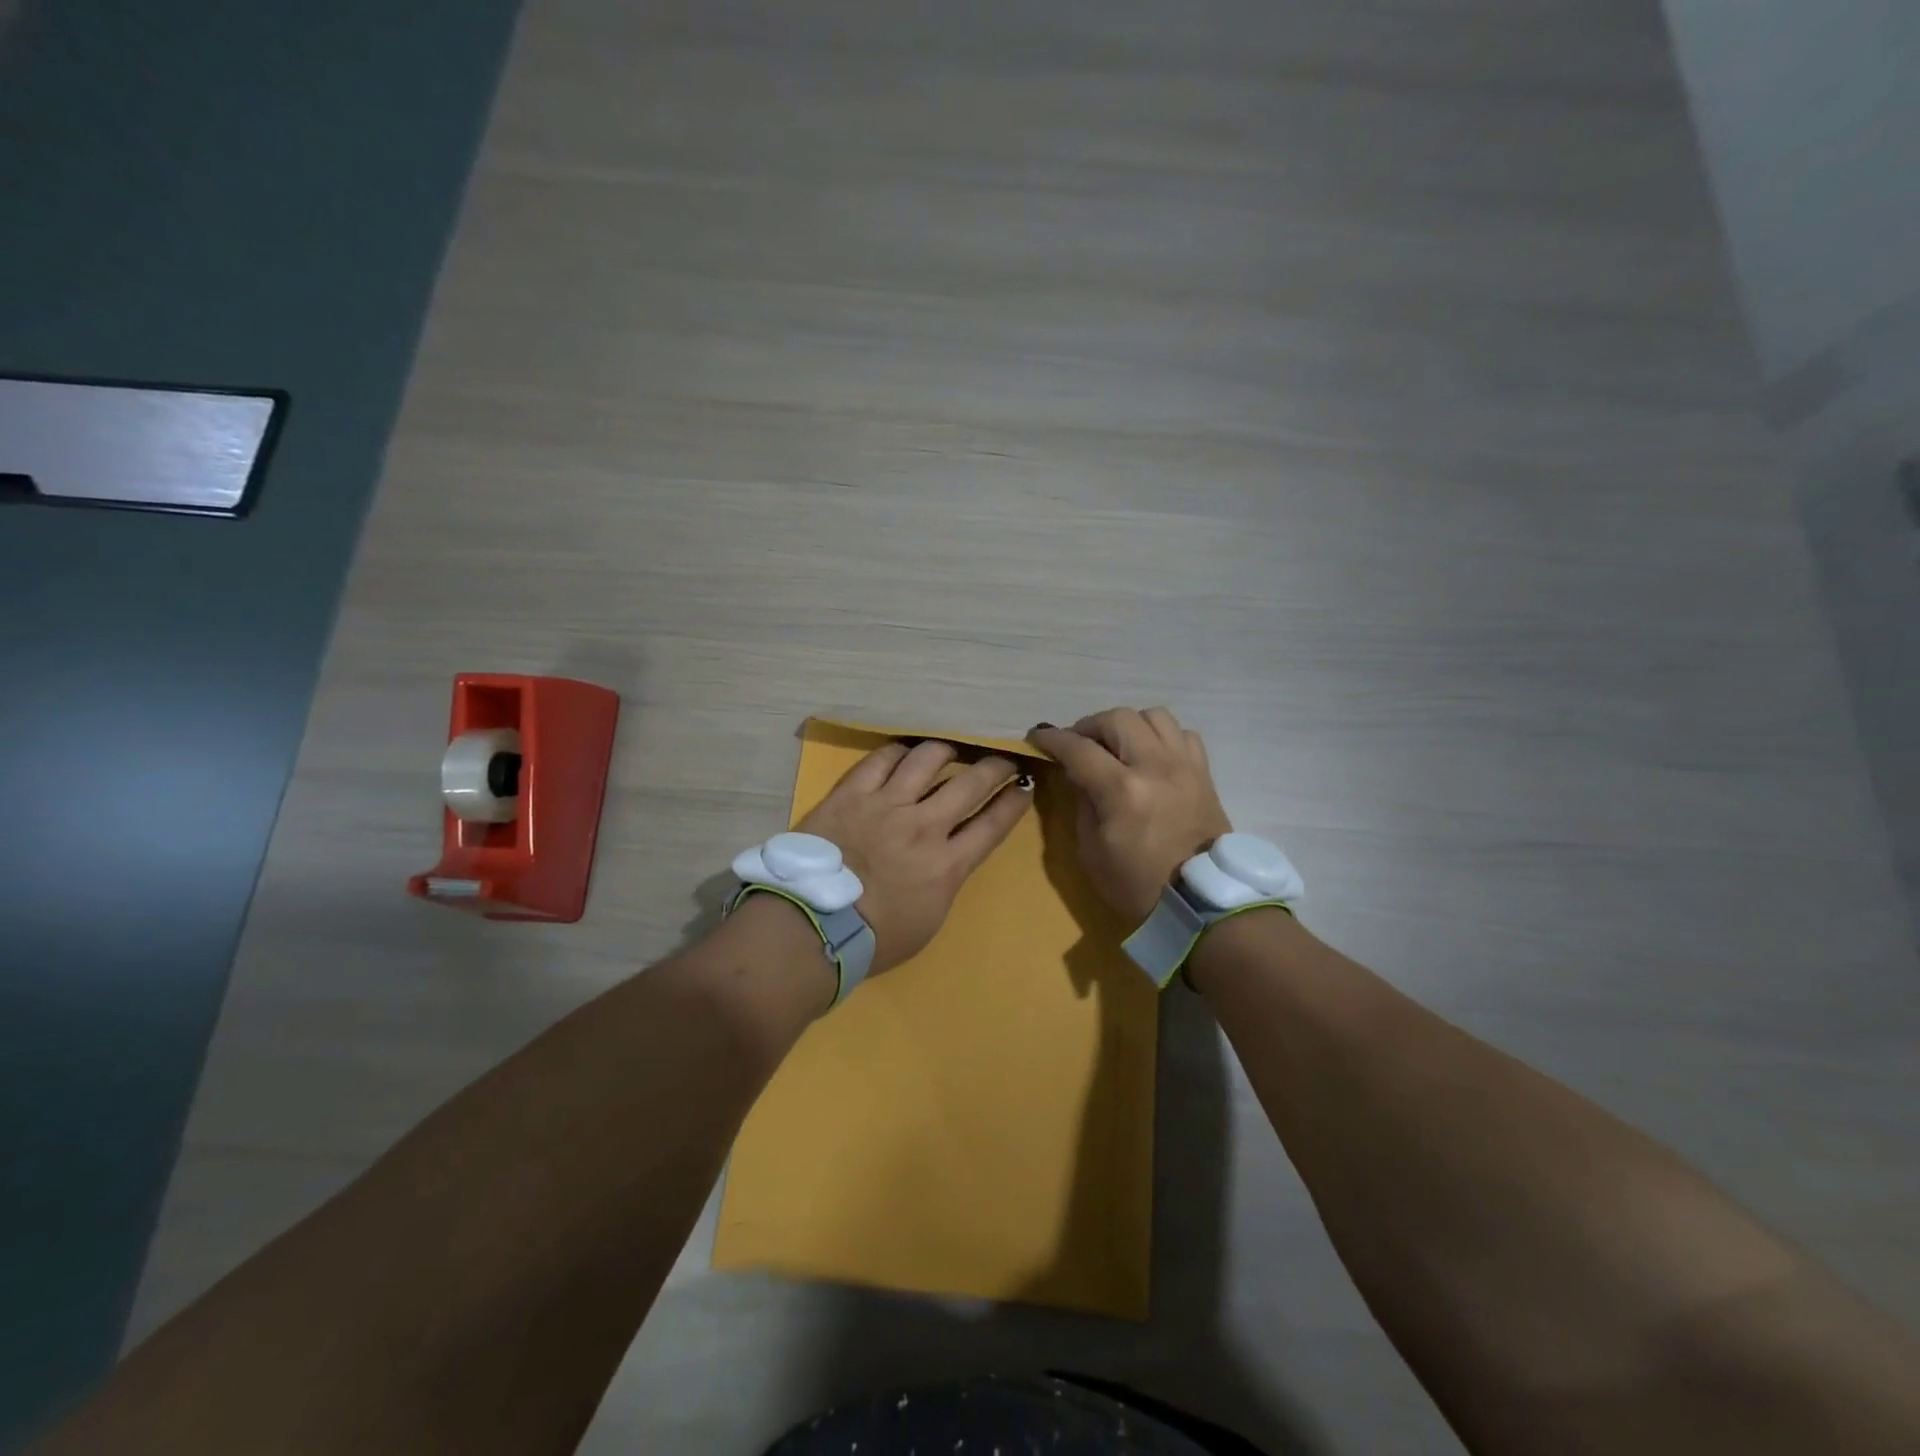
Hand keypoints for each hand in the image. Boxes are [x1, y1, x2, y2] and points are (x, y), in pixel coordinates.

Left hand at [796, 741, 1033, 974]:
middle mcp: (925, 826)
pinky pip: (880, 760)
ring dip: (947, 751)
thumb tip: (948, 855)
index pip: (992, 824)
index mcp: (947, 864)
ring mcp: (887, 805)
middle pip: (971, 783)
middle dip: (995, 767)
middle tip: (1003, 760)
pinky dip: (898, 752)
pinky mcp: (852, 794)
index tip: (1025, 786)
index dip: (1013, 802)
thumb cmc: (874, 939)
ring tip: (951, 750)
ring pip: (928, 759)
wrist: (814, 927)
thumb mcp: (929, 919)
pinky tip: (904, 752)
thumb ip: (944, 879)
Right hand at [1030, 708, 1231, 924]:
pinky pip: (1182, 734)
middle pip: (1117, 719)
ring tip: (1117, 745)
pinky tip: (1150, 755)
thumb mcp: (1092, 852)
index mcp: (1122, 790)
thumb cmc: (1138, 885)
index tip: (1037, 737)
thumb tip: (1078, 775)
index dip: (1052, 739)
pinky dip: (1161, 737)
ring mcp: (1184, 766)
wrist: (1201, 903)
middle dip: (1089, 726)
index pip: (1078, 748)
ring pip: (1153, 716)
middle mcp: (1155, 766)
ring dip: (1128, 725)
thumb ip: (1082, 804)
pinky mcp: (1204, 773)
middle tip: (1078, 745)